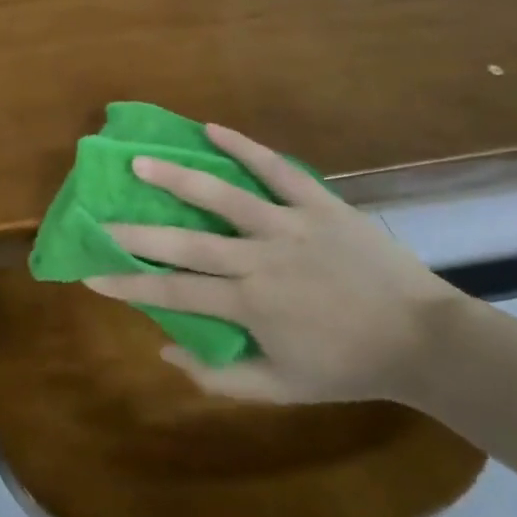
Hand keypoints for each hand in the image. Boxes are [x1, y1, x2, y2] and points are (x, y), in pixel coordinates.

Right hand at [84, 126, 463, 403]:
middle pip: (185, 241)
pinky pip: (277, 169)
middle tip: (99, 217)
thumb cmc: (349, 366)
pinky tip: (211, 128)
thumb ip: (220, 377)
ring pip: (222, 196)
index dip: (129, 282)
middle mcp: (259, 258)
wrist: (425, 341)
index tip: (92, 274)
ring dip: (176, 176)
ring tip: (139, 159)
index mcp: (248, 303)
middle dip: (136, 231)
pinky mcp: (318, 204)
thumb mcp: (282, 388)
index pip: (173, 290)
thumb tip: (164, 350)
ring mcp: (288, 225)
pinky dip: (244, 147)